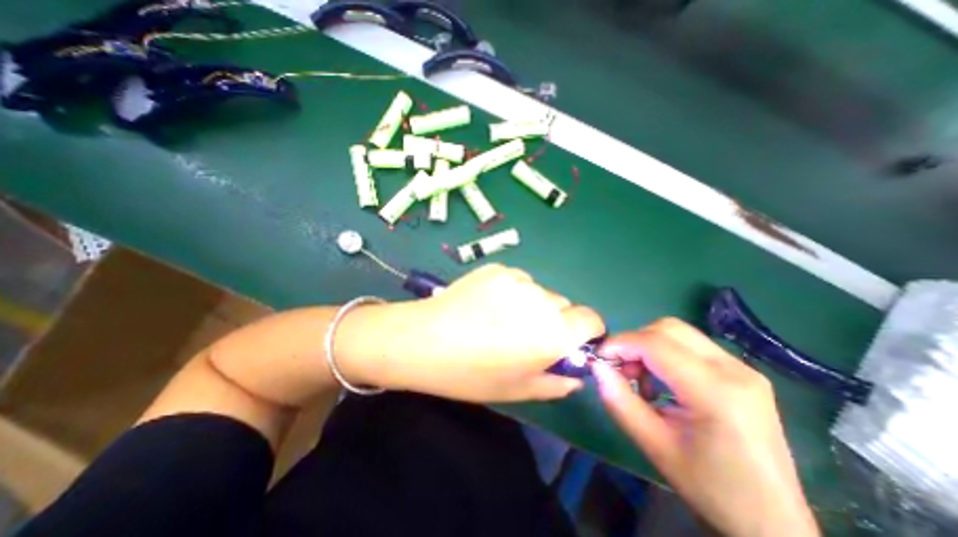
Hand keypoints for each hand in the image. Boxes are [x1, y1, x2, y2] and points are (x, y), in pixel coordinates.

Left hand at [340, 261, 601, 404]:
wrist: (423, 340)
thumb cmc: (471, 374)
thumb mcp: (519, 390)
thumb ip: (557, 382)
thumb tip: (575, 373)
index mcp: (554, 332)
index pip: (592, 319)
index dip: (585, 332)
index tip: (569, 342)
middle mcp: (542, 300)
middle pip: (564, 305)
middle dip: (555, 320)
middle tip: (525, 335)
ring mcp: (518, 279)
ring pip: (540, 292)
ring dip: (532, 305)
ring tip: (500, 319)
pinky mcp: (497, 268)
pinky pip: (518, 280)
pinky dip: (512, 292)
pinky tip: (486, 304)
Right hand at [596, 319, 818, 536]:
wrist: (772, 522)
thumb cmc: (709, 488)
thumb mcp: (653, 445)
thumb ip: (619, 400)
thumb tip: (596, 367)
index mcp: (715, 392)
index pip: (655, 344)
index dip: (620, 343)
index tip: (599, 357)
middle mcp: (734, 370)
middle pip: (668, 329)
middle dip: (634, 342)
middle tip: (621, 370)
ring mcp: (742, 368)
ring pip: (679, 333)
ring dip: (649, 347)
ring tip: (641, 380)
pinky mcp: (742, 372)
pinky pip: (691, 346)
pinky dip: (665, 354)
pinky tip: (663, 382)